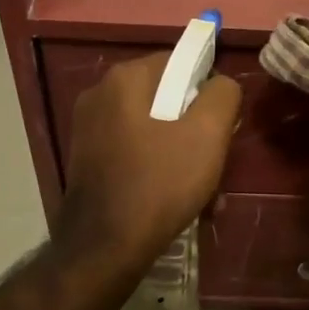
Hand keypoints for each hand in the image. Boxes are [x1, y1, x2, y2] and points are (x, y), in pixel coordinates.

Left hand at [60, 54, 241, 266]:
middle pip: (166, 96)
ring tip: (203, 190)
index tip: (221, 124)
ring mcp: (88, 128)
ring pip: (152, 127)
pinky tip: (175, 198)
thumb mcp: (208, 133)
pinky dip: (157, 166)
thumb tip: (220, 83)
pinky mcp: (86, 159)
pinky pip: (134, 150)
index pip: (180, 61)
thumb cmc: (159, 182)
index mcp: (124, 78)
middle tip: (214, 160)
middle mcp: (100, 94)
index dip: (207, 89)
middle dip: (195, 127)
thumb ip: (223, 94)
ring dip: (181, 152)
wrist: (104, 247)